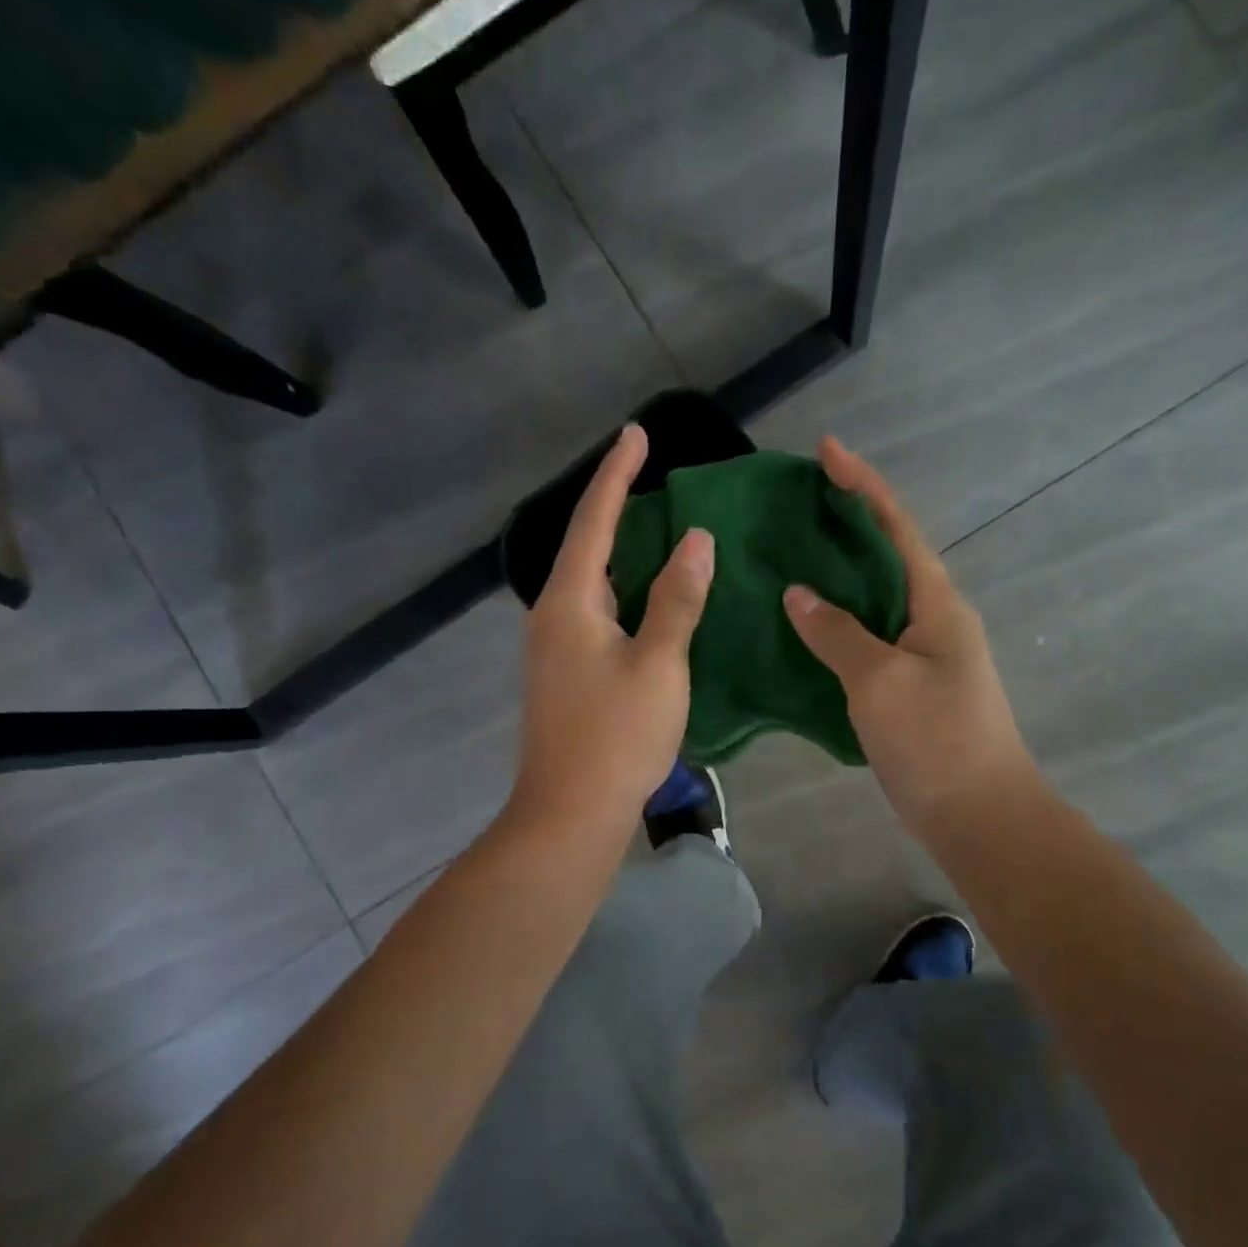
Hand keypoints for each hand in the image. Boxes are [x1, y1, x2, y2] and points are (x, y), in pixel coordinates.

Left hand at [511, 424, 714, 832]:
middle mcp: (552, 617)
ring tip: (657, 532)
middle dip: (616, 509)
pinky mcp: (564, 676)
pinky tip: (646, 601)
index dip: (617, 475)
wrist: (570, 813)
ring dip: (620, 554)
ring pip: (590, 585)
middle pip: (585, 548)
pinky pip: (594, 615)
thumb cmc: (617, 735)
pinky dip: (622, 593)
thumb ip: (677, 600)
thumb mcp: (659, 663)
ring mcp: (554, 649)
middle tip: (652, 480)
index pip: (594, 522)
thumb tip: (695, 540)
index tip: (637, 434)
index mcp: (570, 603)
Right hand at [783, 437, 1034, 846]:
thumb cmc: (935, 740)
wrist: (978, 815)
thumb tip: (798, 594)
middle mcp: (934, 618)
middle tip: (793, 508)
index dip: (862, 485)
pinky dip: (835, 626)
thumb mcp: (879, 681)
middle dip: (845, 525)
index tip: (826, 450)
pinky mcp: (908, 687)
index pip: (896, 527)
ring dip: (837, 577)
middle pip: (886, 556)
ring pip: (874, 600)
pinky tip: (801, 628)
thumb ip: (837, 633)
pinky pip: (866, 639)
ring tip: (787, 559)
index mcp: (936, 602)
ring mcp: (923, 654)